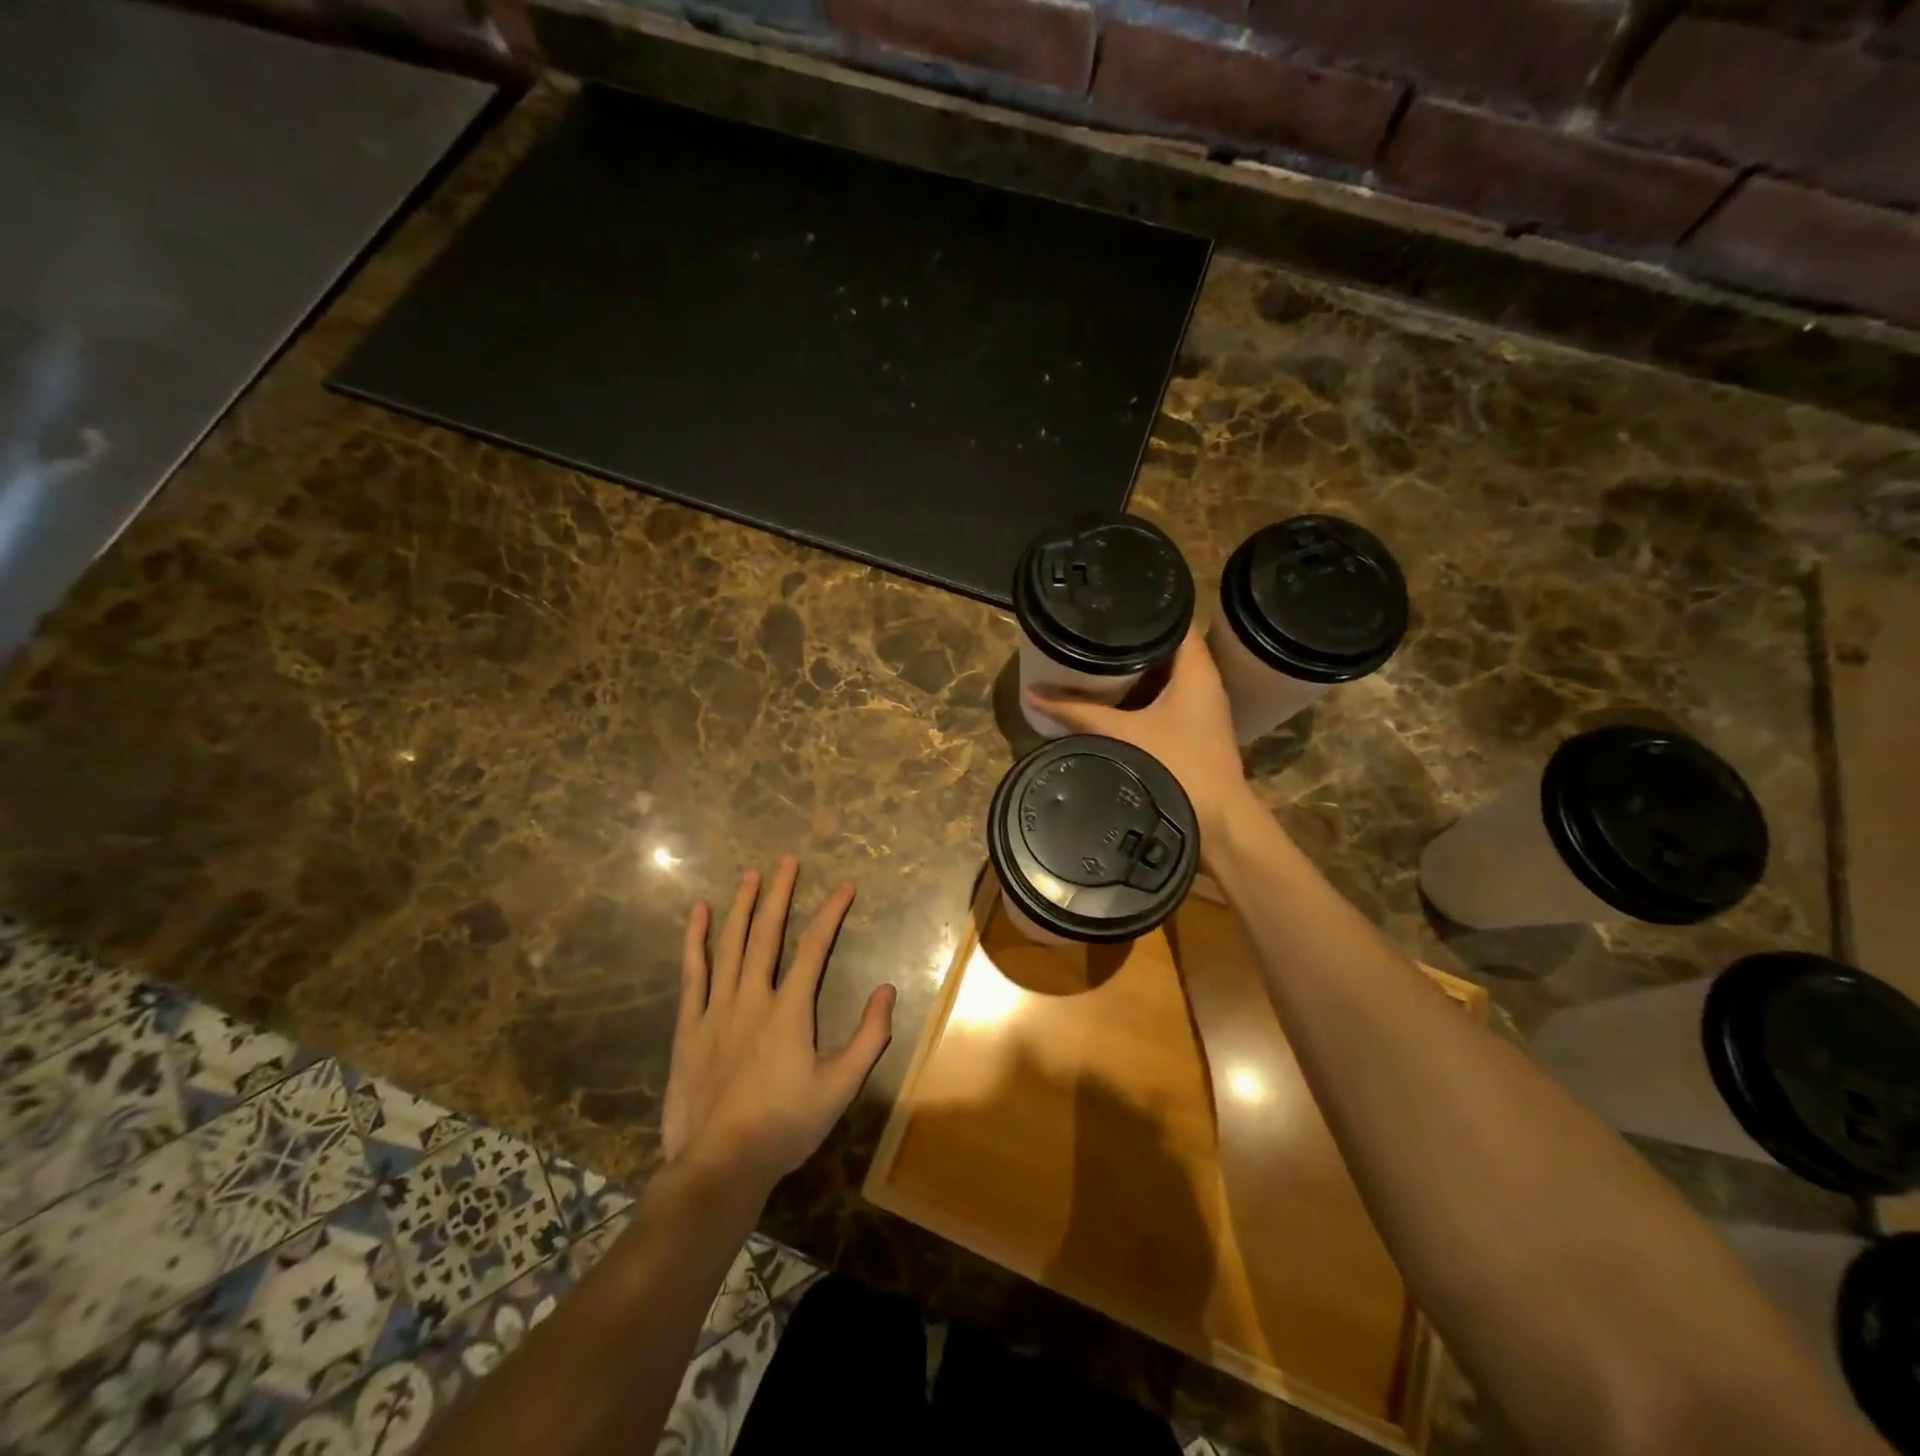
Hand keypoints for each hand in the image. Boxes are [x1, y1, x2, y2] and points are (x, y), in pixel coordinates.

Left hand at [661, 856, 895, 1197]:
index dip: (831, 913)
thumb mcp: (841, 1087)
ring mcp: (716, 1009)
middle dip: (779, 893)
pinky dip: (694, 940)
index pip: (814, 948)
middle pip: (767, 933)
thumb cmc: (785, 1126)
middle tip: (787, 860)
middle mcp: (752, 997)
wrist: (720, 1165)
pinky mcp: (689, 1026)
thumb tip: (888, 990)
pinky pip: (692, 973)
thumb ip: (868, 1037)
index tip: (845, 886)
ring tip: (751, 874)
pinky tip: (698, 913)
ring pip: (730, 944)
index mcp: (790, 1011)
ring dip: (742, 906)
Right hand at [1027, 627, 1253, 840]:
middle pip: (1168, 649)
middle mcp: (1206, 684)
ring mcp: (1203, 710)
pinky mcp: (1195, 732)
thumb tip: (1033, 694)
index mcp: (1197, 671)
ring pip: (1167, 677)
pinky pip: (1167, 700)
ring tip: (1097, 660)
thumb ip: (1077, 711)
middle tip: (1093, 634)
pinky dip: (1143, 695)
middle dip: (1132, 642)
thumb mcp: (1120, 734)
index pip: (1176, 623)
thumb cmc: (1175, 766)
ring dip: (1137, 671)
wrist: (1217, 822)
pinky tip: (1114, 700)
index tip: (1110, 607)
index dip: (1146, 612)